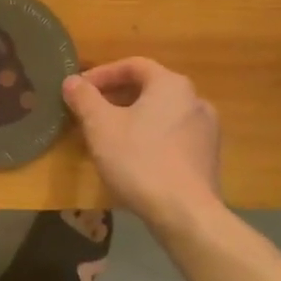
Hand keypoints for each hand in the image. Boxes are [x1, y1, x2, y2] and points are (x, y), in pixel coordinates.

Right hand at [63, 58, 221, 225]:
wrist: (186, 215)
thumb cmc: (139, 160)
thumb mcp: (100, 126)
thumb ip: (84, 98)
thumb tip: (72, 81)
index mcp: (171, 84)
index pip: (133, 65)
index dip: (102, 74)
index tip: (79, 89)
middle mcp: (195, 100)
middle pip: (148, 89)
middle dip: (115, 97)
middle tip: (89, 112)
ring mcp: (206, 131)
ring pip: (161, 114)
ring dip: (132, 118)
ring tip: (107, 136)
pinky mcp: (208, 158)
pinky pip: (172, 136)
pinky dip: (150, 137)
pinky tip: (132, 158)